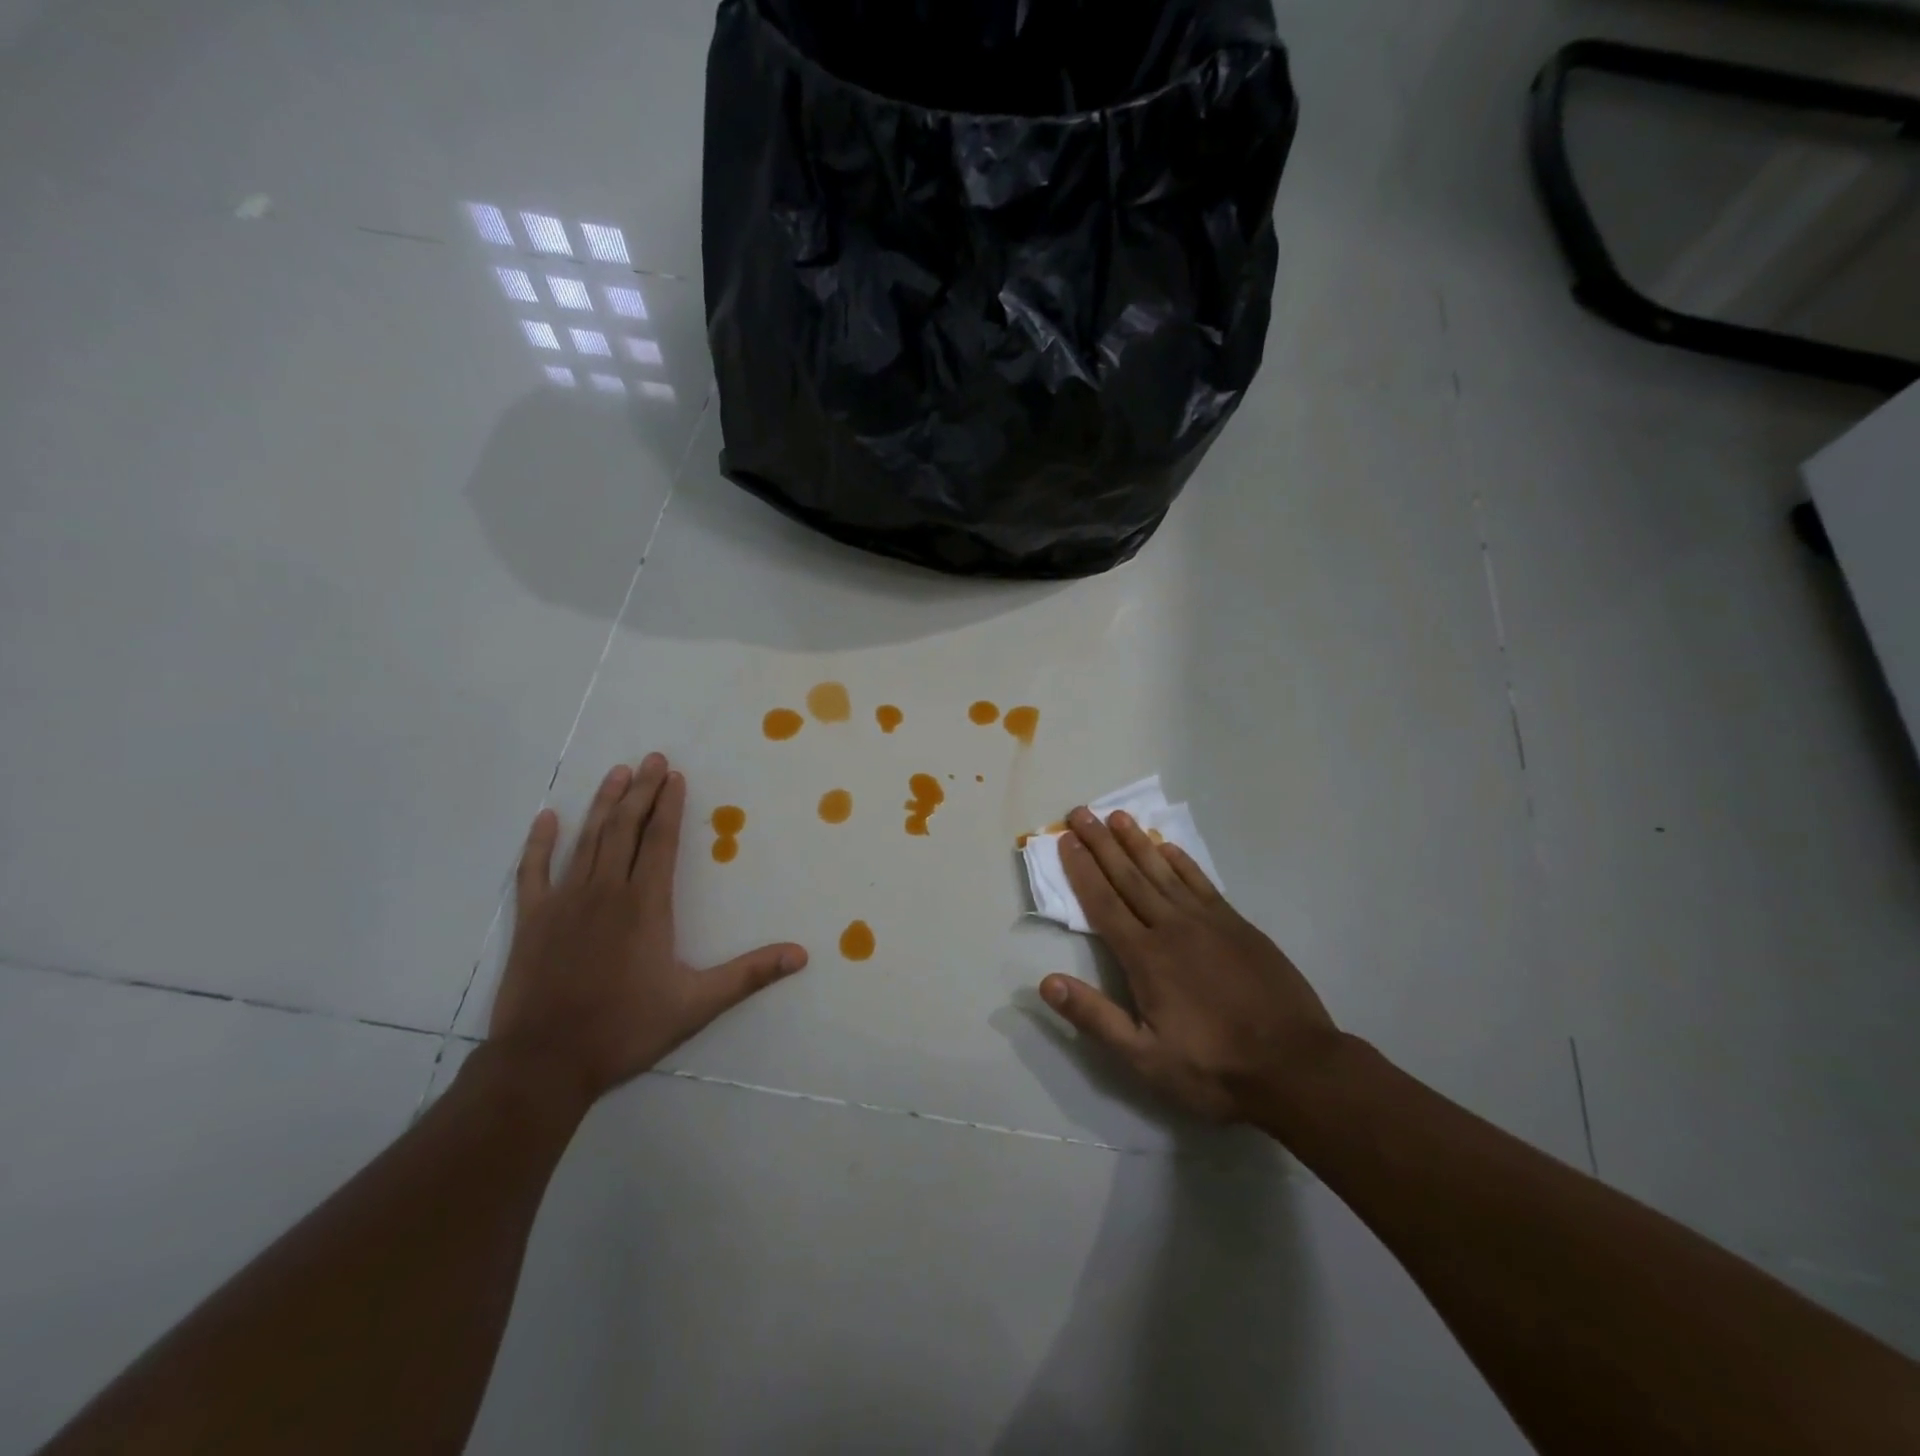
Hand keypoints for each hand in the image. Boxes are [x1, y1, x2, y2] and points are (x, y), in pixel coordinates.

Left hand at [490, 755, 807, 1105]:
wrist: (545, 1063)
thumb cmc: (625, 1029)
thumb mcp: (696, 1004)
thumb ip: (749, 974)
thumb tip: (801, 954)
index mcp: (645, 904)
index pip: (660, 840)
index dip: (669, 805)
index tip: (675, 775)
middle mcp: (605, 891)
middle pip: (625, 828)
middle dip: (641, 790)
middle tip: (651, 757)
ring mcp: (564, 902)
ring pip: (587, 840)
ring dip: (603, 804)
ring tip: (616, 773)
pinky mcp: (532, 920)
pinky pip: (533, 871)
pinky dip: (539, 843)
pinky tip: (546, 818)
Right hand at [1039, 807, 1341, 1122]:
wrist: (1297, 1067)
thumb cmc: (1214, 1068)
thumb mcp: (1145, 1058)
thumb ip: (1095, 1017)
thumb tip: (1047, 982)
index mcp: (1146, 957)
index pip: (1103, 903)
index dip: (1081, 870)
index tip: (1065, 840)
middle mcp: (1172, 928)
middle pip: (1129, 877)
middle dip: (1102, 843)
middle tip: (1081, 812)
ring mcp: (1209, 922)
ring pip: (1164, 872)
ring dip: (1137, 843)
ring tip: (1117, 815)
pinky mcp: (1238, 926)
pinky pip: (1202, 883)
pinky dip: (1181, 862)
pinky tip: (1168, 848)